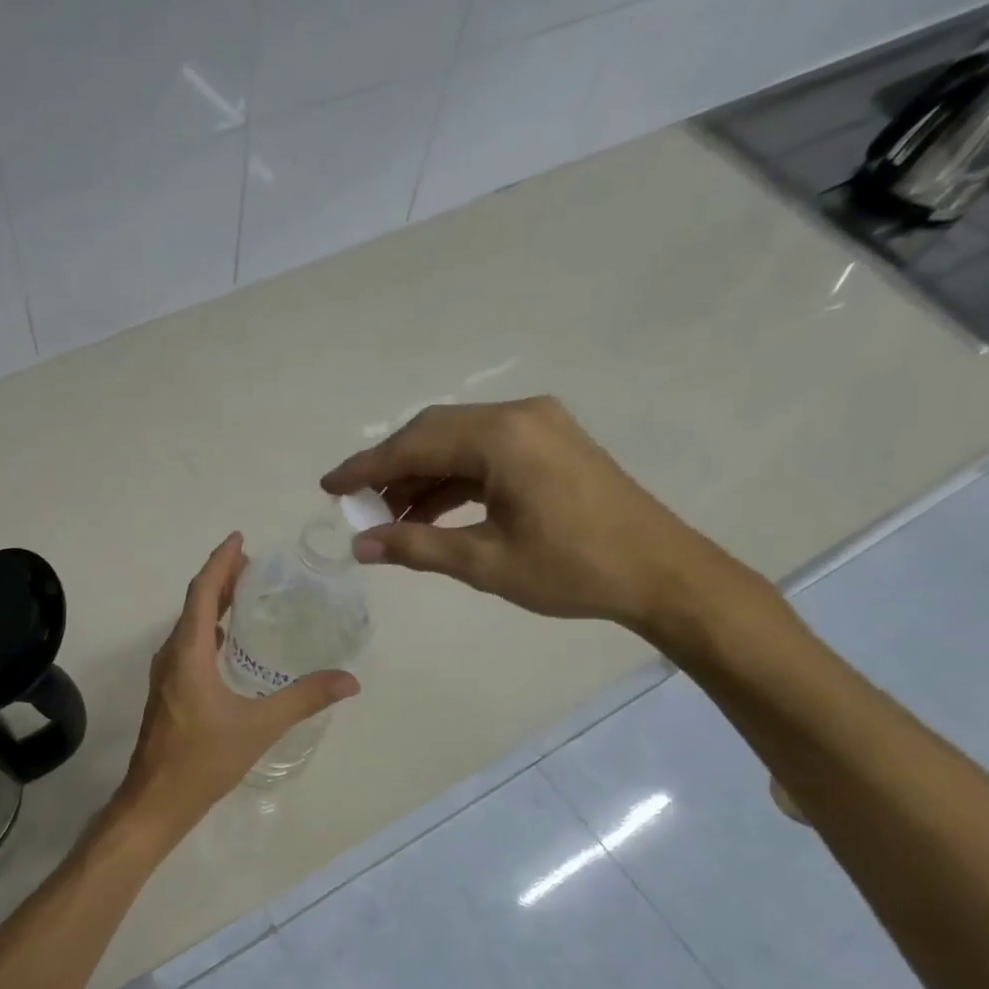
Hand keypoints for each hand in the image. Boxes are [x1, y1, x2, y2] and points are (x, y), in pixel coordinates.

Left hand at [119, 534, 358, 824]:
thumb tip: (349, 681)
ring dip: (213, 604)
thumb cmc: (203, 760)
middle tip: (253, 564)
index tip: (240, 539)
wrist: (157, 800)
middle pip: (195, 603)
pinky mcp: (168, 692)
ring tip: (244, 593)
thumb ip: (303, 699)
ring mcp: (166, 675)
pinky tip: (227, 643)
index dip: (220, 562)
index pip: (203, 593)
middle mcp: (172, 656)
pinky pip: (188, 645)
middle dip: (220, 578)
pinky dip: (208, 630)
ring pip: (189, 625)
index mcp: (189, 653)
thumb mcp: (259, 727)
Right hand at [321, 397, 741, 634]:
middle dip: (389, 469)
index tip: (328, 487)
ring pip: (458, 442)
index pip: (415, 444)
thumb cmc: (572, 570)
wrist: (661, 572)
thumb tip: (360, 545)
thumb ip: (416, 548)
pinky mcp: (550, 443)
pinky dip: (452, 479)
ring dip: (420, 476)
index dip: (365, 468)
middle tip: (355, 505)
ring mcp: (539, 425)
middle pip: (433, 433)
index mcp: (502, 437)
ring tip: (388, 518)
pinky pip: (484, 453)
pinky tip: (430, 511)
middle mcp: (519, 415)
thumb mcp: (485, 563)